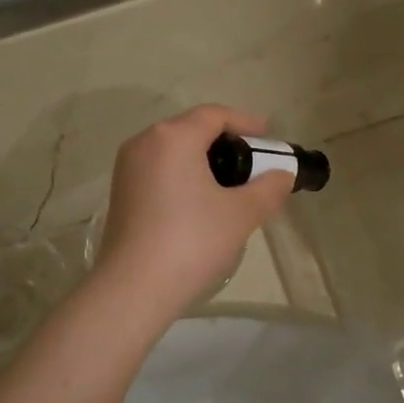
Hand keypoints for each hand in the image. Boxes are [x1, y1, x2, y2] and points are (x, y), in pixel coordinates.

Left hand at [94, 105, 293, 314]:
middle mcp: (145, 143)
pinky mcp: (120, 192)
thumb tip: (282, 176)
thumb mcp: (241, 214)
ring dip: (203, 159)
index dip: (245, 122)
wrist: (134, 287)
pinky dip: (183, 174)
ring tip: (230, 183)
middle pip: (191, 129)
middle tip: (252, 162)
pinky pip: (159, 170)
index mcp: (173, 137)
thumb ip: (268, 189)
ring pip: (173, 151)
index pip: (214, 115)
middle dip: (225, 141)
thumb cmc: (192, 240)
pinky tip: (201, 201)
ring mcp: (127, 168)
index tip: (268, 136)